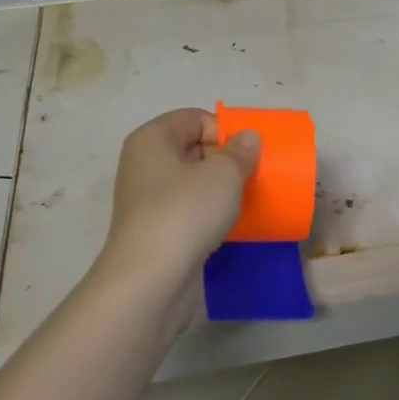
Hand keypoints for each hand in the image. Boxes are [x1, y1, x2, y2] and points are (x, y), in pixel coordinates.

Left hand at [102, 108, 259, 280]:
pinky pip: (190, 212)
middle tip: (254, 176)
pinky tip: (233, 226)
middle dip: (226, 160)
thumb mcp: (224, 174)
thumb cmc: (185, 212)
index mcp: (152, 139)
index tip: (248, 154)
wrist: (151, 280)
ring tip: (248, 201)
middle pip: (193, 149)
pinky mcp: (157, 232)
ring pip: (193, 184)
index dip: (224, 130)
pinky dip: (211, 215)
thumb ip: (240, 152)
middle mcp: (144, 165)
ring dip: (221, 190)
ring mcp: (148, 201)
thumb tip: (248, 138)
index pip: (194, 118)